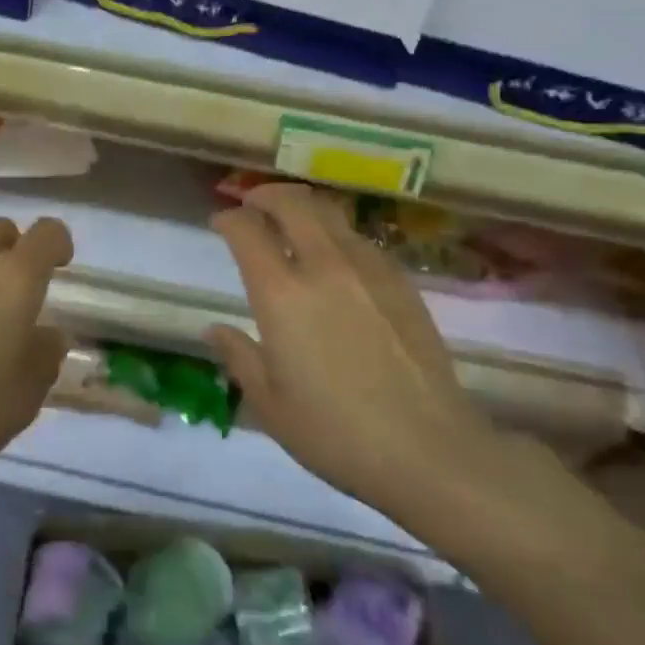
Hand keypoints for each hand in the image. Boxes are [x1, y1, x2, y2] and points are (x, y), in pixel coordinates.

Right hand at [208, 185, 504, 534]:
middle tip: (253, 203)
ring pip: (330, 213)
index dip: (228, 218)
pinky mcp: (401, 281)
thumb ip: (239, 357)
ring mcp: (368, 269)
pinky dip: (337, 233)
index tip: (221, 222)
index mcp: (282, 294)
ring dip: (304, 208)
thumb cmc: (336, 433)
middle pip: (292, 203)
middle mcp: (324, 266)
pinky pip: (360, 239)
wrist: (429, 450)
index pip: (247, 230)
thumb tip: (215, 329)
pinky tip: (336, 258)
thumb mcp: (270, 404)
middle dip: (266, 194)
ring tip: (293, 221)